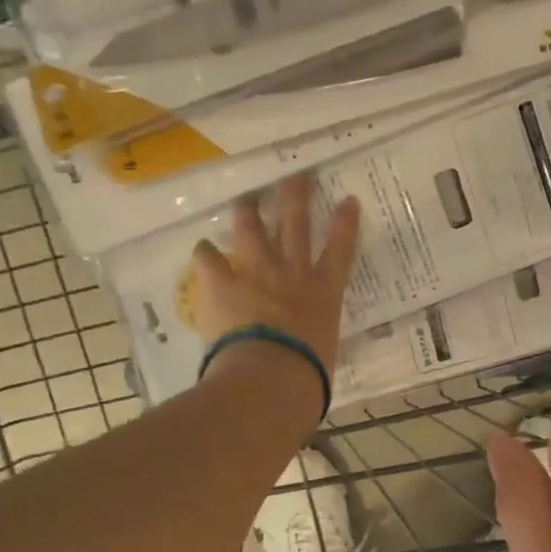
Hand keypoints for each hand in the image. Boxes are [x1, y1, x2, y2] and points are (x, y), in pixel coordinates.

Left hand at [190, 174, 360, 375]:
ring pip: (253, 230)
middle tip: (295, 177)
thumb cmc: (308, 373)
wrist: (273, 374)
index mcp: (324, 292)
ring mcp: (258, 273)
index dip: (345, 223)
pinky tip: (202, 248)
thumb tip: (311, 355)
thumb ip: (316, 343)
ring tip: (246, 200)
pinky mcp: (224, 283)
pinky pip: (210, 258)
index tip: (348, 201)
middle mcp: (294, 272)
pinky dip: (206, 252)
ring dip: (248, 211)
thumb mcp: (324, 353)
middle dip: (296, 196)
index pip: (341, 249)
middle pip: (296, 224)